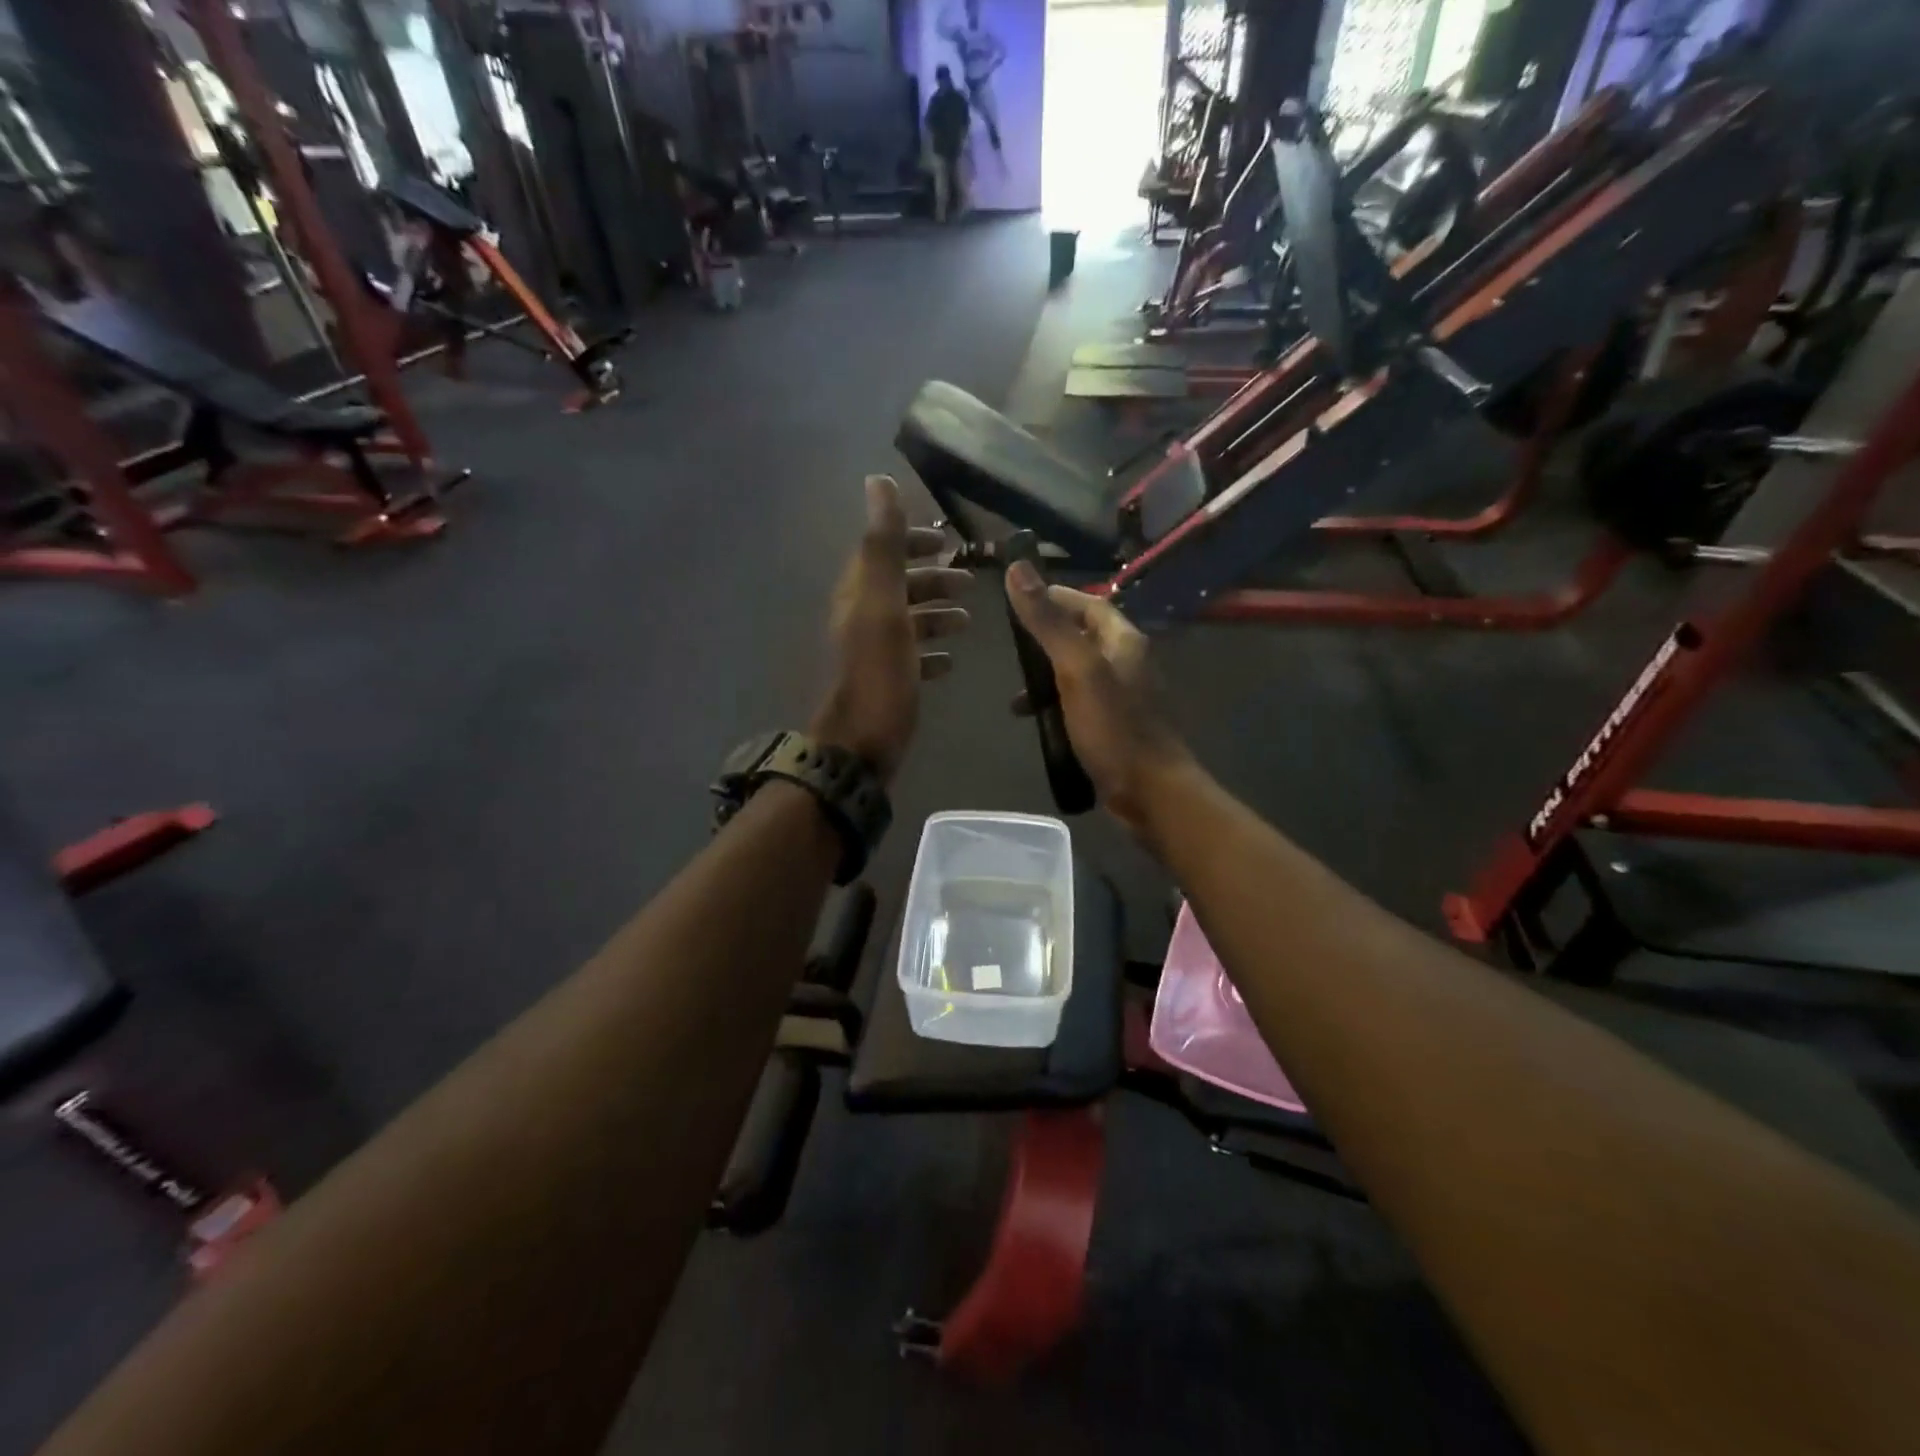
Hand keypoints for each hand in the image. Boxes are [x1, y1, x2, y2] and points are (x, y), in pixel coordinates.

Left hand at [811, 476, 970, 782]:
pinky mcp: (884, 683)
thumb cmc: (879, 674)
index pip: (882, 552)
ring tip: (968, 620)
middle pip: (898, 587)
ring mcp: (872, 654)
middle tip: (968, 580)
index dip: (912, 541)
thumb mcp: (884, 605)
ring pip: (907, 622)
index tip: (946, 541)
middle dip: (932, 579)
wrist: (861, 744)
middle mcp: (861, 619)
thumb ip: (884, 546)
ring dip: (936, 615)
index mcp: (859, 595)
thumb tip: (878, 481)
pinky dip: (931, 653)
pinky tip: (950, 662)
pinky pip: (910, 658)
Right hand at [1004, 562, 1192, 837]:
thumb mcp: (1076, 669)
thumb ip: (1048, 622)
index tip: (1018, 600)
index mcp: (1124, 641)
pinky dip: (1057, 704)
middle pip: (1082, 636)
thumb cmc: (1114, 727)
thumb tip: (1018, 569)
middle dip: (1046, 639)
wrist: (1151, 792)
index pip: (1088, 603)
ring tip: (1016, 691)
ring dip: (1047, 676)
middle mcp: (1128, 662)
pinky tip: (1037, 721)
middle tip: (1011, 648)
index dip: (1054, 597)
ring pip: (1079, 672)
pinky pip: (1081, 702)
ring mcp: (1124, 696)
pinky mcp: (1116, 725)